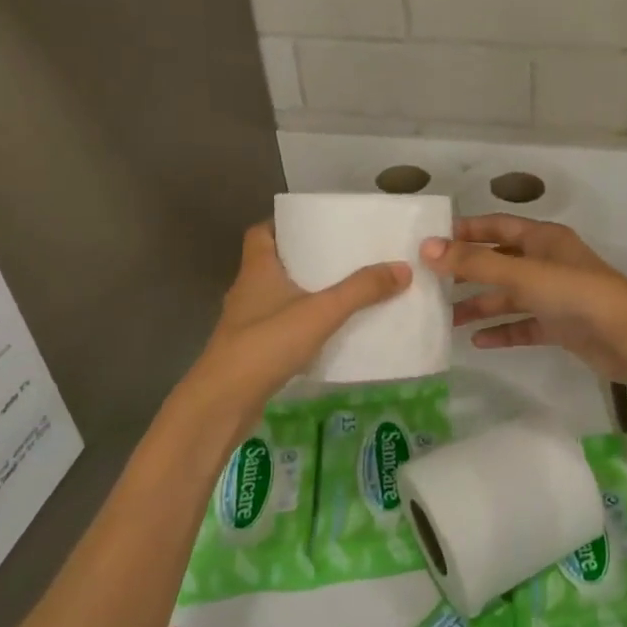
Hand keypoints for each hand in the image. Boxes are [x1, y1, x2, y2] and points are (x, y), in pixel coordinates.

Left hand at [194, 222, 410, 407]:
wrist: (223, 401)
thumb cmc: (266, 344)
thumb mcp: (322, 312)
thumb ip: (361, 290)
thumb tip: (403, 268)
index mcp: (257, 269)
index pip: (261, 232)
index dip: (283, 224)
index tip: (315, 225)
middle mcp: (247, 290)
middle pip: (273, 263)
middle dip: (304, 259)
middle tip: (341, 257)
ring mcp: (245, 323)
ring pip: (276, 296)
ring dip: (302, 293)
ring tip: (340, 292)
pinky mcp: (250, 350)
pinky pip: (278, 326)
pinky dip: (299, 324)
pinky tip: (324, 333)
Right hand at [422, 215, 626, 385]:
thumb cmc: (574, 293)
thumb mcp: (521, 274)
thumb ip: (474, 263)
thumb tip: (427, 248)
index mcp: (542, 239)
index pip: (496, 227)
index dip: (466, 231)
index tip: (431, 241)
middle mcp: (547, 262)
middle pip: (499, 263)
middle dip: (467, 273)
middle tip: (431, 284)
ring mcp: (554, 295)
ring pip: (509, 296)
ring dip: (480, 306)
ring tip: (445, 319)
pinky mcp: (560, 325)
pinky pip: (523, 325)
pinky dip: (502, 331)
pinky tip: (477, 342)